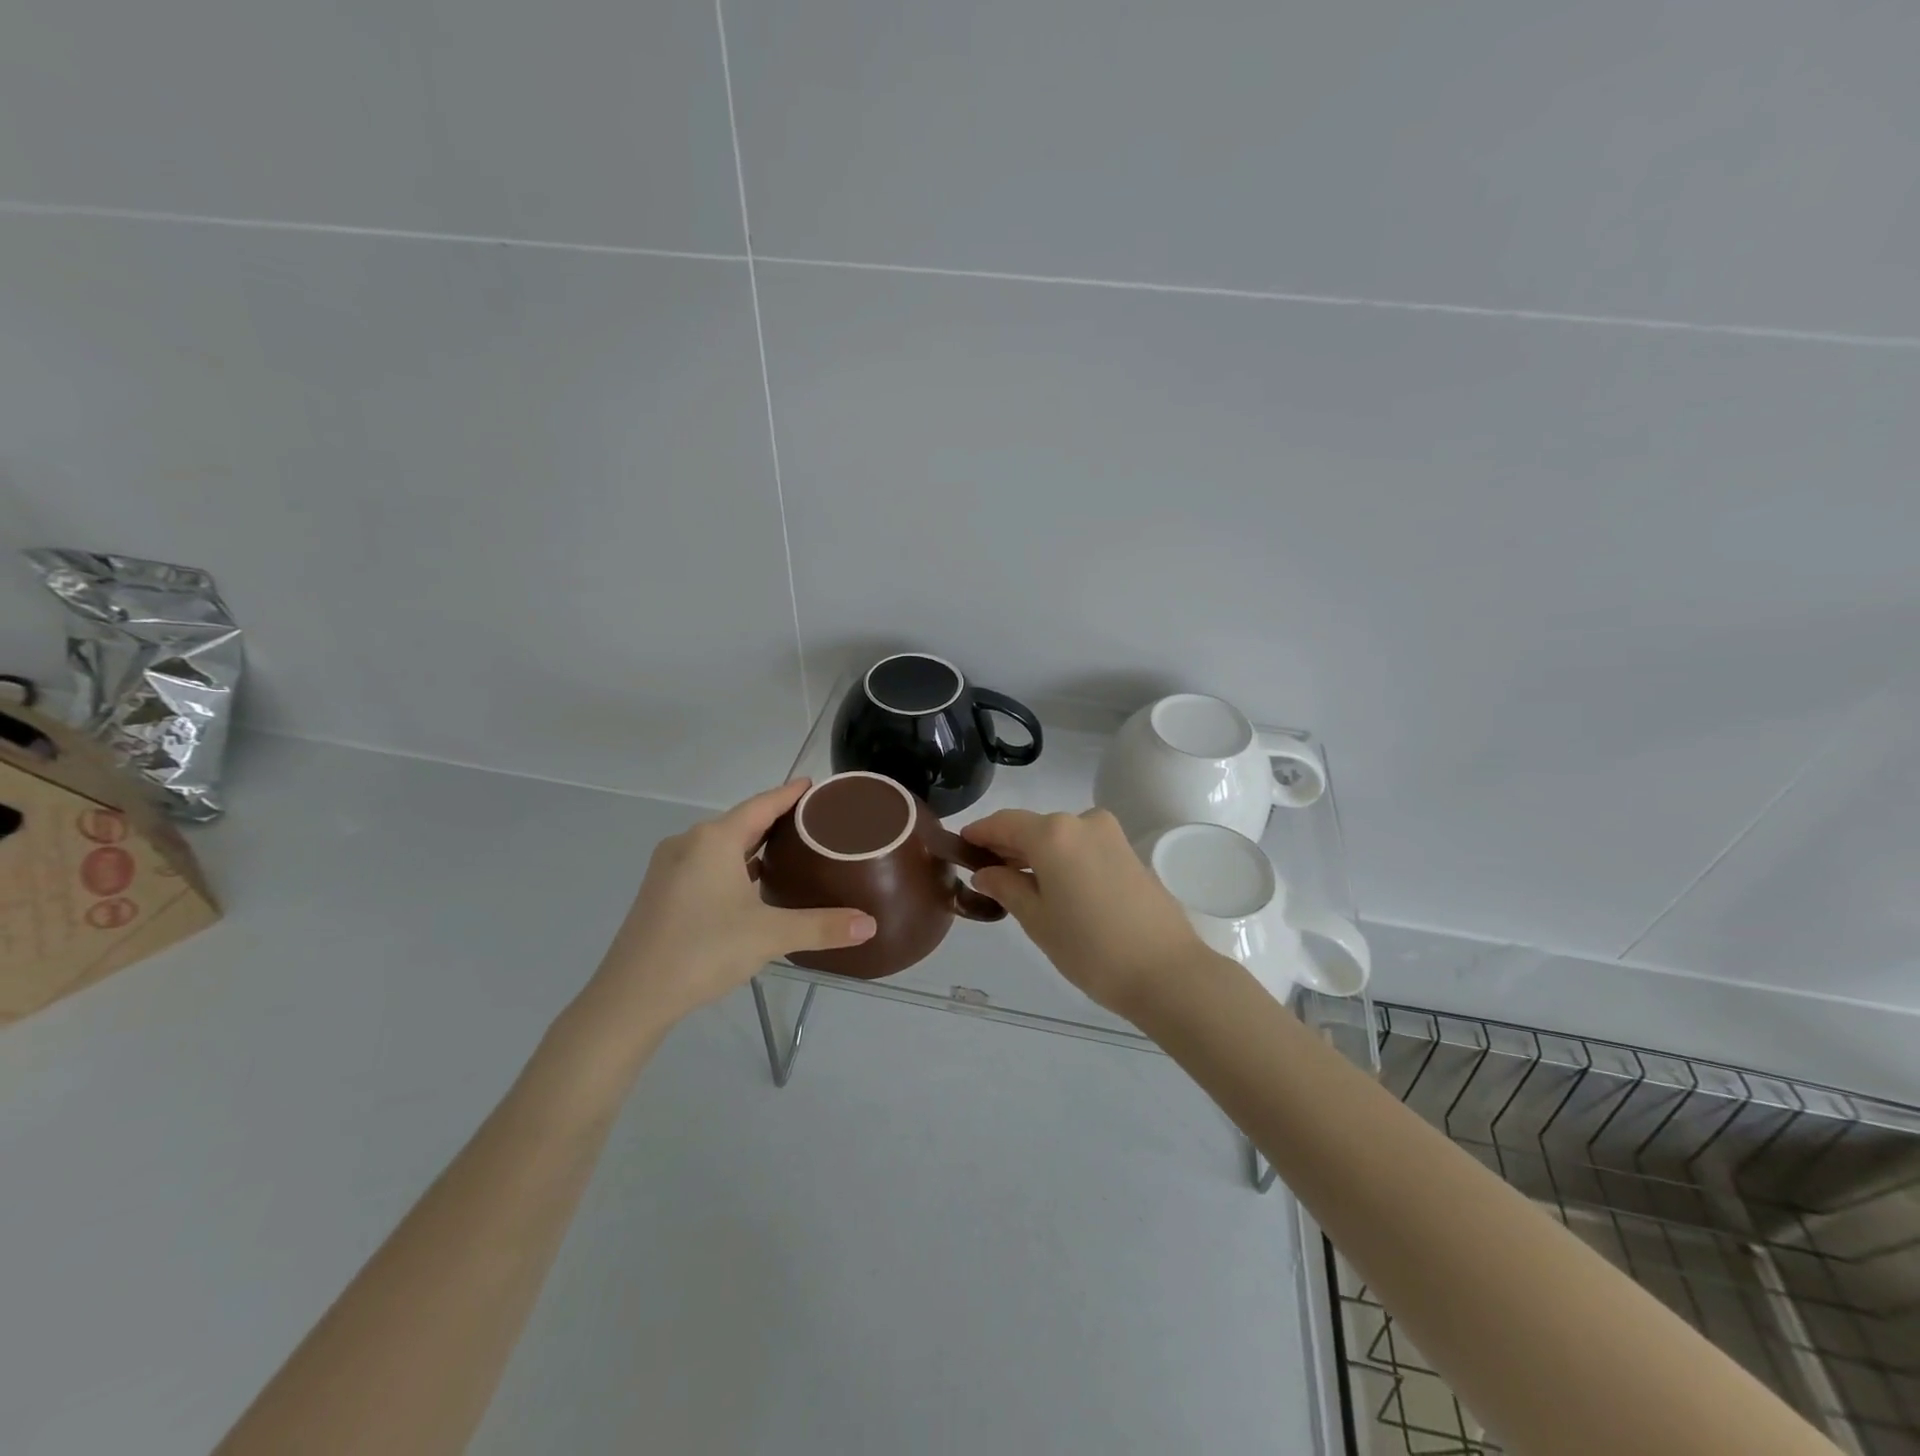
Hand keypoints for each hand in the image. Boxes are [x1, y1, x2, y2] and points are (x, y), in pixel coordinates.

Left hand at [572, 781, 875, 1054]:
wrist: (631, 997)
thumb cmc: (703, 950)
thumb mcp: (769, 936)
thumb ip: (821, 926)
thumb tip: (870, 925)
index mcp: (714, 840)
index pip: (761, 805)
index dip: (789, 794)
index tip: (814, 785)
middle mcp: (689, 843)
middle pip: (741, 822)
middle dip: (775, 819)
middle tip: (813, 822)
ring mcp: (670, 868)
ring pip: (721, 845)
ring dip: (752, 845)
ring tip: (789, 850)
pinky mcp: (661, 893)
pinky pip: (706, 864)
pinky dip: (733, 865)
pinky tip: (750, 883)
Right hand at [962, 808, 1202, 1015]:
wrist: (1167, 972)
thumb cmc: (1091, 948)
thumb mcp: (1037, 920)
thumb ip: (1007, 887)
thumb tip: (986, 871)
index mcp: (1054, 833)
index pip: (1004, 823)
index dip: (980, 833)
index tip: (960, 846)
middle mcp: (1082, 821)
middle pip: (1033, 827)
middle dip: (1007, 846)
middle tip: (984, 872)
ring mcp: (1110, 835)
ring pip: (1059, 837)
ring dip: (1035, 853)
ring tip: (1017, 884)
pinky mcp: (1128, 852)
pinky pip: (1082, 846)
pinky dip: (1062, 859)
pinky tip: (1053, 886)